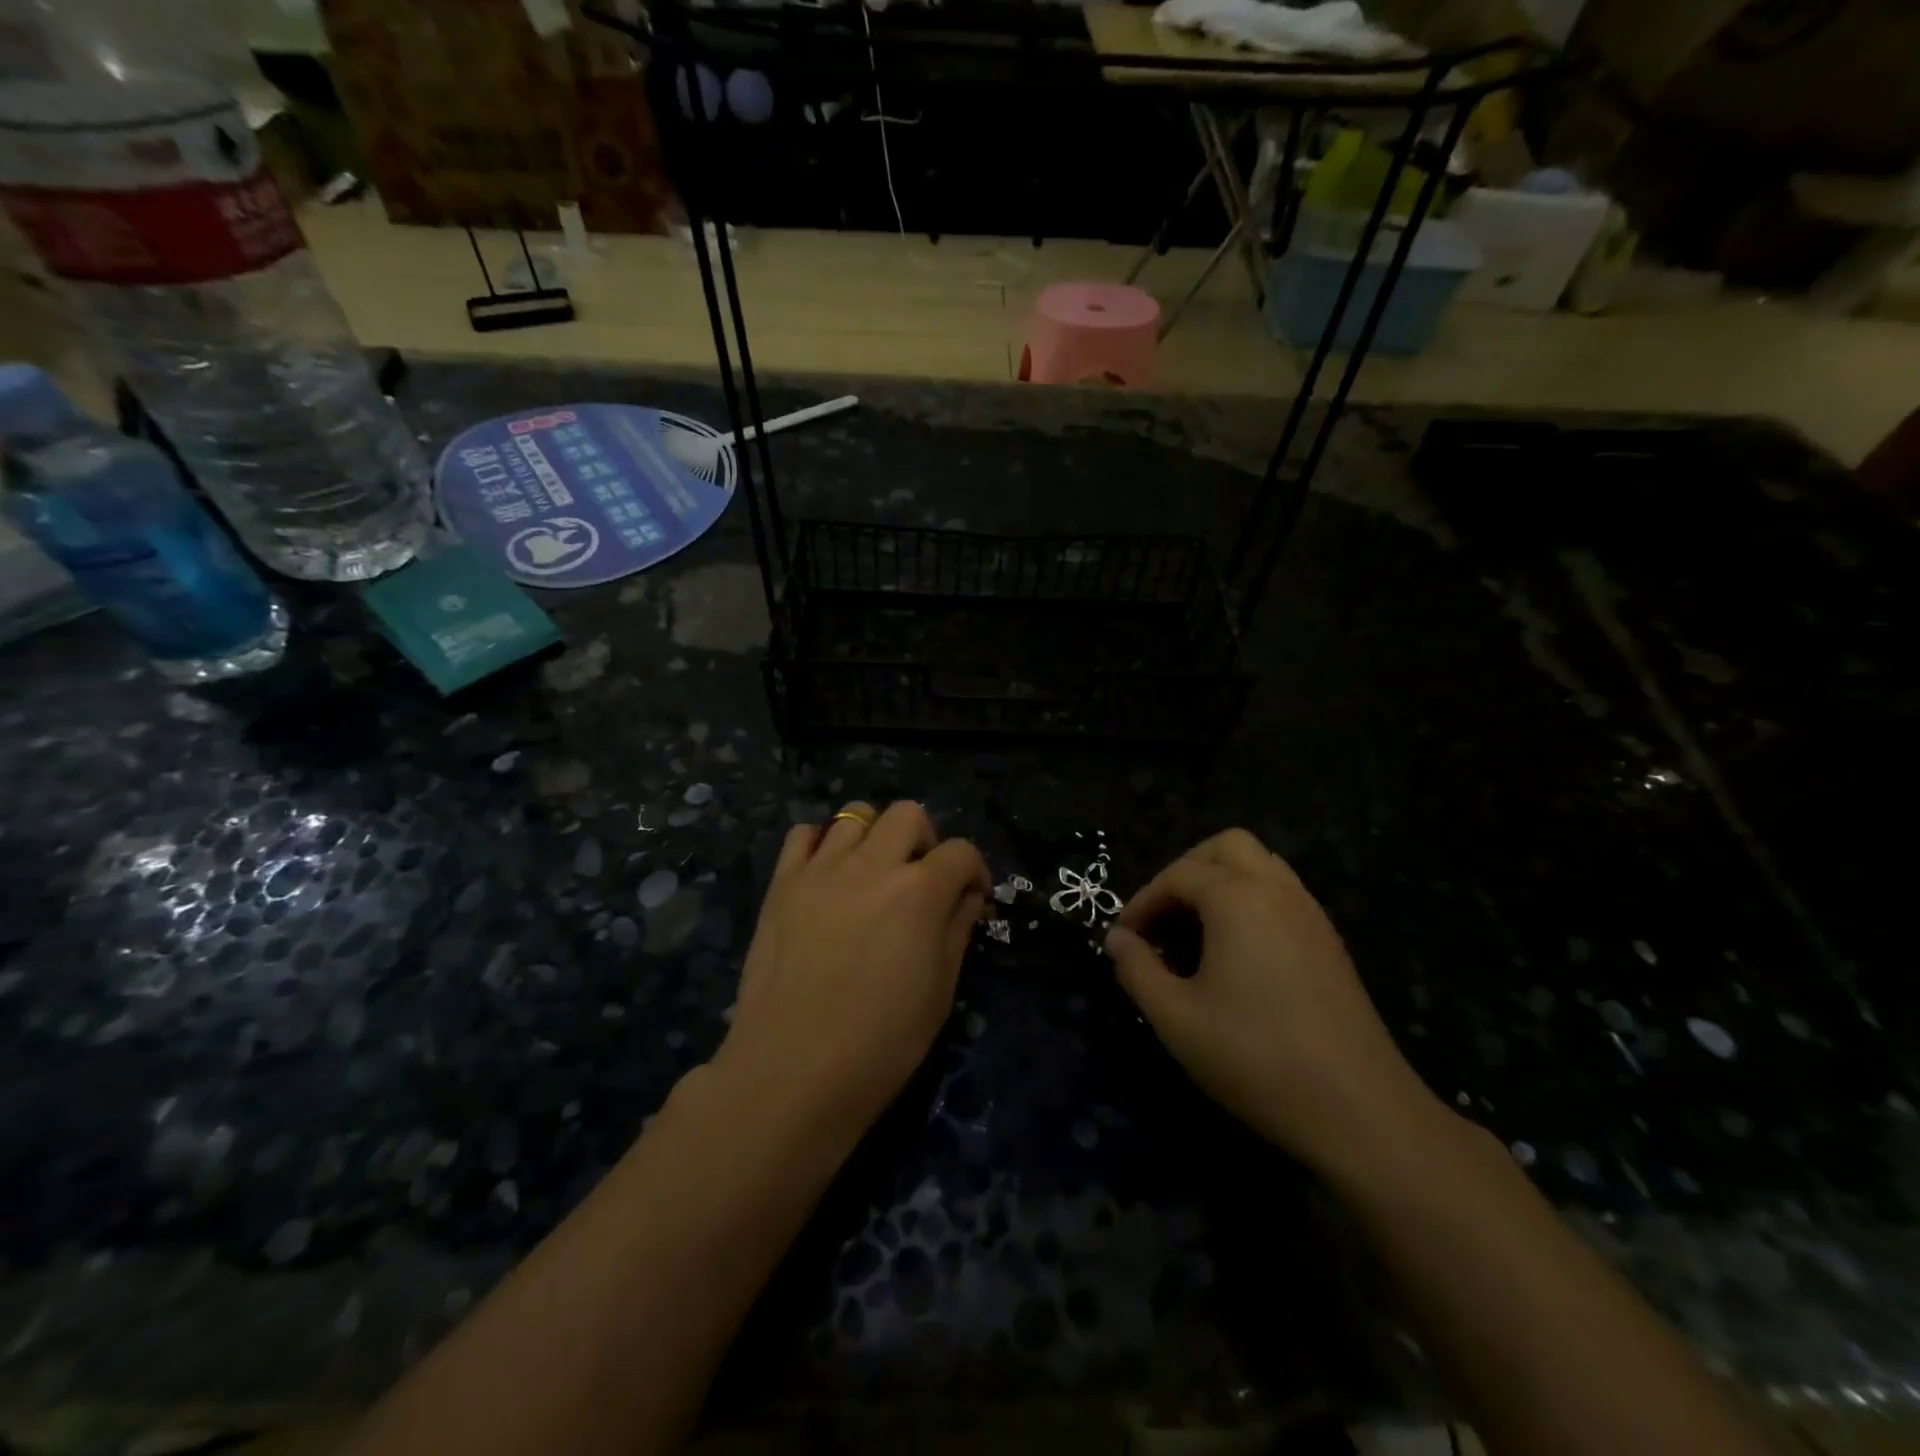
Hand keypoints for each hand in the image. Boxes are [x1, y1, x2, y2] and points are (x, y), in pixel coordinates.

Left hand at [715, 801, 989, 1142]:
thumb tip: (967, 894)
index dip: (974, 871)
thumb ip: (957, 928)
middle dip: (926, 839)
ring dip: (875, 836)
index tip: (971, 897)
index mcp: (919, 891)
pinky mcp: (781, 883)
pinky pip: (803, 835)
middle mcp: (872, 864)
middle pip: (909, 814)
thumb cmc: (881, 1043)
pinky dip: (821, 843)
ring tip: (872, 874)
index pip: (961, 851)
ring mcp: (821, 869)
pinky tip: (827, 875)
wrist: (792, 1071)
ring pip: (856, 814)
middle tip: (921, 879)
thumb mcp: (940, 990)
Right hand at [1106, 829, 1440, 1170]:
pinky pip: (1282, 894)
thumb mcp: (1176, 1018)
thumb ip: (1136, 970)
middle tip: (1163, 917)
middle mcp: (1277, 891)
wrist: (1360, 1111)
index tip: (1125, 939)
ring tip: (1196, 932)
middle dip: (1186, 870)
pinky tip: (1236, 954)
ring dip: (1221, 882)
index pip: (1178, 875)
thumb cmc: (1256, 1057)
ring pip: (1261, 866)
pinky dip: (1250, 902)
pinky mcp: (1330, 943)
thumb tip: (1116, 940)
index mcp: (1237, 898)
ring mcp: (1311, 915)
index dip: (1143, 901)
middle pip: (1226, 847)